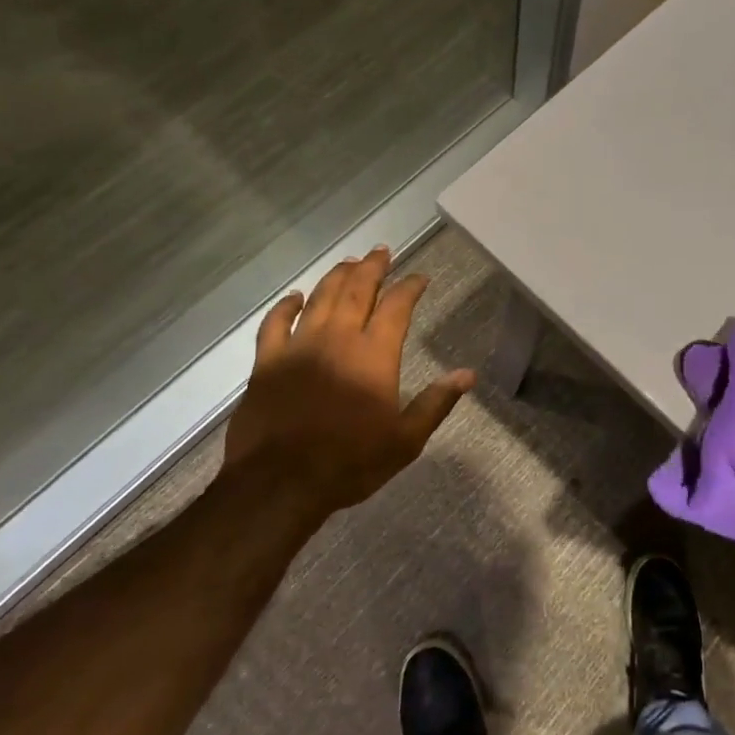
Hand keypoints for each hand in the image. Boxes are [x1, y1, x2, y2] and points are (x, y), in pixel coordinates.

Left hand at [222, 246, 473, 515]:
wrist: (279, 483)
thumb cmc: (350, 463)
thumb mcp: (405, 440)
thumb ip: (436, 403)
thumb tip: (468, 374)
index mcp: (374, 356)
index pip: (397, 307)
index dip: (410, 287)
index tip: (420, 277)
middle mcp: (337, 339)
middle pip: (357, 290)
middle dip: (372, 267)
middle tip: (382, 251)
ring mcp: (298, 347)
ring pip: (320, 298)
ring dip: (336, 277)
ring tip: (349, 263)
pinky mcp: (266, 362)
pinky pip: (275, 323)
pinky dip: (286, 306)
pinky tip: (295, 297)